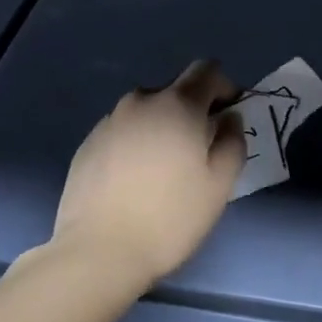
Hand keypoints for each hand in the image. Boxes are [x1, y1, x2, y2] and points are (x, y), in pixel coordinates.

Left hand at [51, 60, 245, 289]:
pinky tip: (135, 179)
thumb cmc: (170, 217)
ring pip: (147, 110)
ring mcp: (110, 120)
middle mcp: (141, 101)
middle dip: (193, 109)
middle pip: (176, 89)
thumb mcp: (219, 184)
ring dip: (162, 126)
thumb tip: (228, 118)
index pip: (206, 70)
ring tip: (165, 167)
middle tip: (199, 150)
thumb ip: (233, 141)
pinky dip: (136, 142)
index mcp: (178, 104)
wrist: (98, 251)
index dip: (224, 87)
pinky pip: (123, 130)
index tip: (229, 116)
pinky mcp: (89, 142)